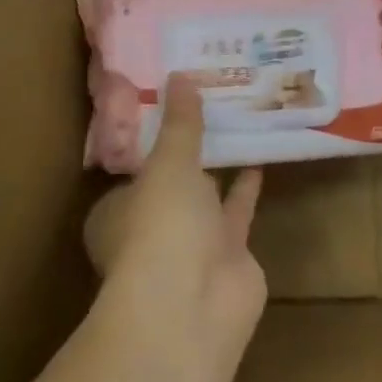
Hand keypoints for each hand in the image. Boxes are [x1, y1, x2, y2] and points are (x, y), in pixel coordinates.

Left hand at [84, 75, 265, 362]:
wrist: (192, 307)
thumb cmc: (161, 226)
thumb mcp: (169, 162)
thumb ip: (180, 122)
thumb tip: (180, 74)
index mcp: (119, 209)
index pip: (135, 166)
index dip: (154, 137)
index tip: (175, 102)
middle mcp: (152, 227)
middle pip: (173, 181)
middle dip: (191, 150)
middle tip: (213, 103)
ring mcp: (191, 245)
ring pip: (207, 196)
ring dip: (221, 165)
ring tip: (240, 122)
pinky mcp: (229, 256)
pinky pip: (239, 211)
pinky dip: (248, 187)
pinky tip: (262, 156)